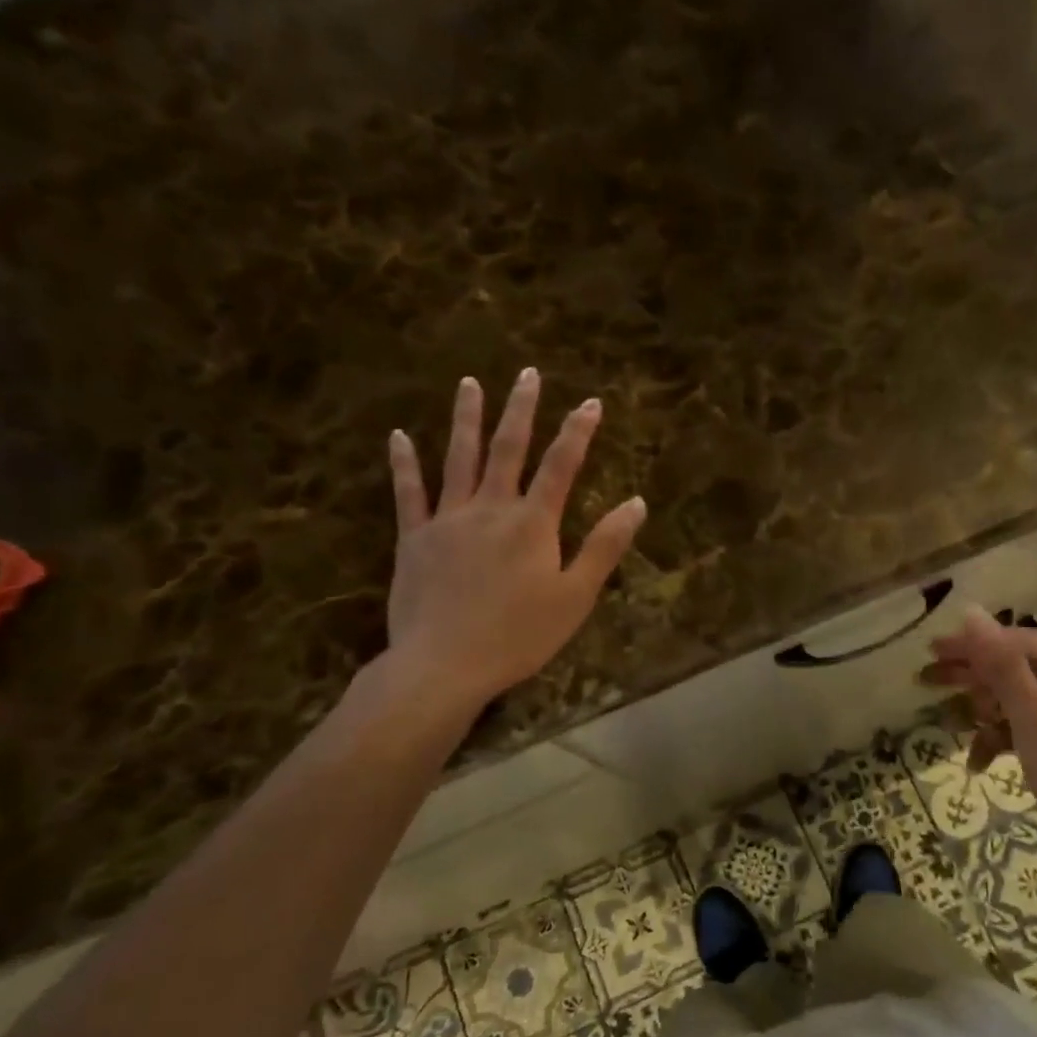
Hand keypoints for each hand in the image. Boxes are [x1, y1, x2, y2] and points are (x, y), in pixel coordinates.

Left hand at [382, 368, 646, 705]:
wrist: (444, 664)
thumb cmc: (519, 635)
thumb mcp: (576, 596)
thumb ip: (605, 547)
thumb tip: (636, 503)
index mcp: (533, 523)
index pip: (561, 465)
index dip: (578, 432)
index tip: (590, 401)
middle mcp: (491, 508)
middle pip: (508, 449)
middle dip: (521, 409)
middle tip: (527, 373)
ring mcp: (447, 520)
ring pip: (458, 459)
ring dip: (466, 420)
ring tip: (469, 384)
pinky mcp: (414, 538)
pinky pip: (408, 493)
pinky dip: (404, 464)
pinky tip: (399, 437)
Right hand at [928, 609, 1036, 858]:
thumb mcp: (1033, 713)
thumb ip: (1001, 663)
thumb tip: (972, 612)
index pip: (1020, 642)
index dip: (975, 643)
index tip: (933, 650)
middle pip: (1016, 671)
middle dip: (973, 677)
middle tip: (927, 680)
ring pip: (1016, 705)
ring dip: (983, 714)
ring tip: (950, 723)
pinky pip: (1023, 735)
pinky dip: (999, 743)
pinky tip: (977, 763)